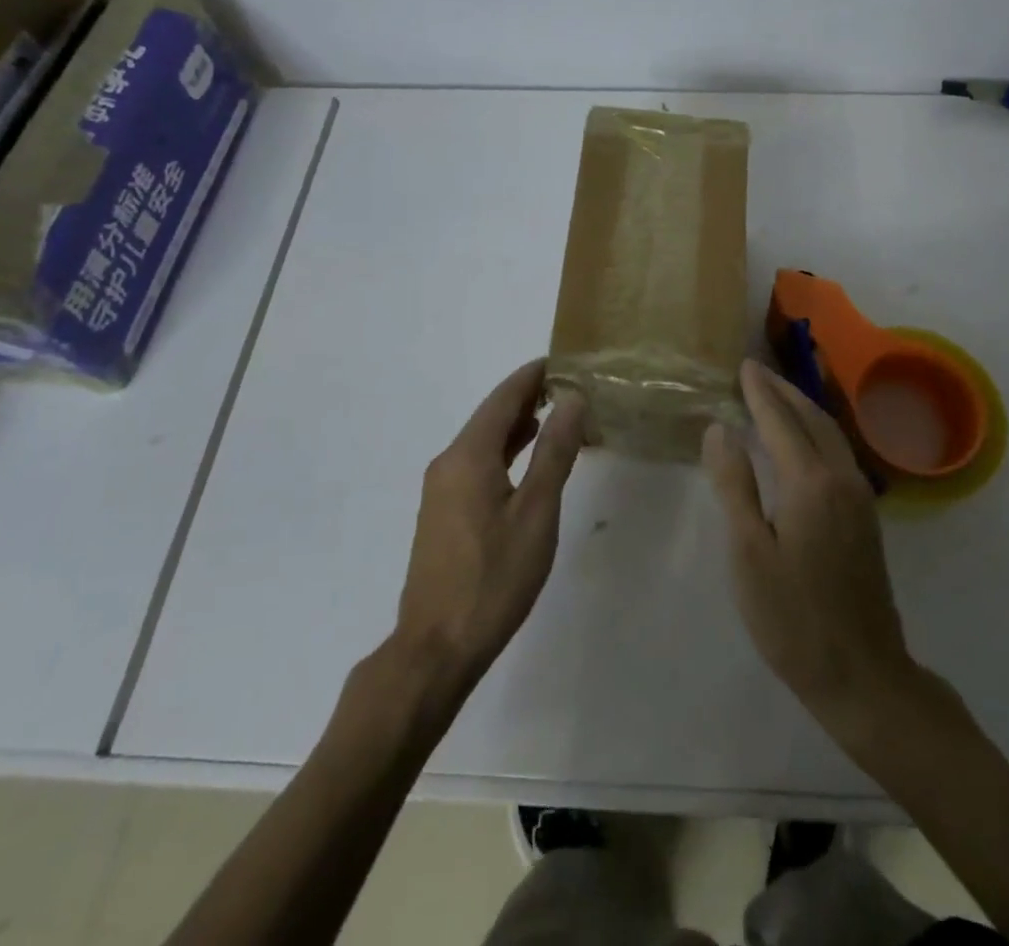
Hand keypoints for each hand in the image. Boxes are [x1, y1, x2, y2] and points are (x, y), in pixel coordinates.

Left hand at [390, 361, 586, 696]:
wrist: (436, 648)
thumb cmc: (494, 578)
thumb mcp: (536, 512)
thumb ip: (554, 452)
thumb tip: (572, 400)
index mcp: (468, 456)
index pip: (503, 397)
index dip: (533, 375)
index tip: (565, 360)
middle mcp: (448, 463)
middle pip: (491, 415)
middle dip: (529, 397)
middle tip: (572, 386)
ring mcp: (441, 489)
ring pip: (484, 441)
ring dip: (519, 425)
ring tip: (559, 414)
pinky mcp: (443, 513)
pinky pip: (477, 464)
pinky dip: (506, 451)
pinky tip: (529, 460)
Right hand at [702, 359, 919, 743]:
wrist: (863, 674)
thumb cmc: (793, 618)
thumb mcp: (749, 553)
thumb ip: (734, 485)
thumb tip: (720, 429)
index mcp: (810, 482)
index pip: (780, 420)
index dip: (759, 392)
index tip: (742, 365)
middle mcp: (841, 478)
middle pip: (811, 418)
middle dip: (783, 390)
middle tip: (756, 370)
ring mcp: (860, 497)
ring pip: (830, 433)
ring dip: (803, 407)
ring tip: (777, 393)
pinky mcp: (866, 516)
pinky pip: (839, 452)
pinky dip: (817, 430)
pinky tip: (804, 439)